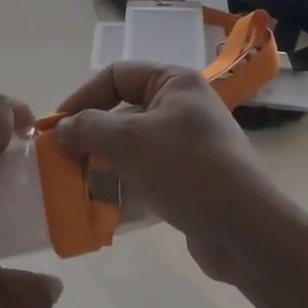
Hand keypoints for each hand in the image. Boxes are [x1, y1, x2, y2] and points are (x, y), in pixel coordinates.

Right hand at [56, 62, 285, 281]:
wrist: (249, 232)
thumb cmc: (189, 169)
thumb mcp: (130, 140)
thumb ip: (89, 128)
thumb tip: (62, 130)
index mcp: (174, 83)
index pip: (115, 75)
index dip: (82, 97)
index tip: (58, 127)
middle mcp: (181, 108)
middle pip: (121, 112)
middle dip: (90, 137)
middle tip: (62, 160)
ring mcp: (187, 146)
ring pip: (130, 147)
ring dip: (102, 165)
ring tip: (77, 187)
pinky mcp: (189, 181)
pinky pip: (145, 176)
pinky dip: (123, 188)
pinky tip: (101, 209)